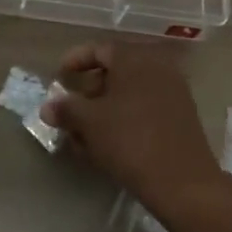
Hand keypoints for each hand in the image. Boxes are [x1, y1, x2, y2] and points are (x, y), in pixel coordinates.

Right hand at [40, 41, 219, 211]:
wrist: (183, 182)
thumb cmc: (130, 141)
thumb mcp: (89, 123)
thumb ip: (66, 109)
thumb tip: (48, 107)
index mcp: (134, 59)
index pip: (99, 49)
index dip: (76, 60)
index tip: (59, 76)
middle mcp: (157, 68)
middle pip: (115, 71)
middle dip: (88, 90)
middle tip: (71, 110)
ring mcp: (173, 92)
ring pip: (129, 93)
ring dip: (104, 109)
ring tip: (84, 134)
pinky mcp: (181, 117)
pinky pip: (144, 108)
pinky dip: (123, 119)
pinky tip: (108, 144)